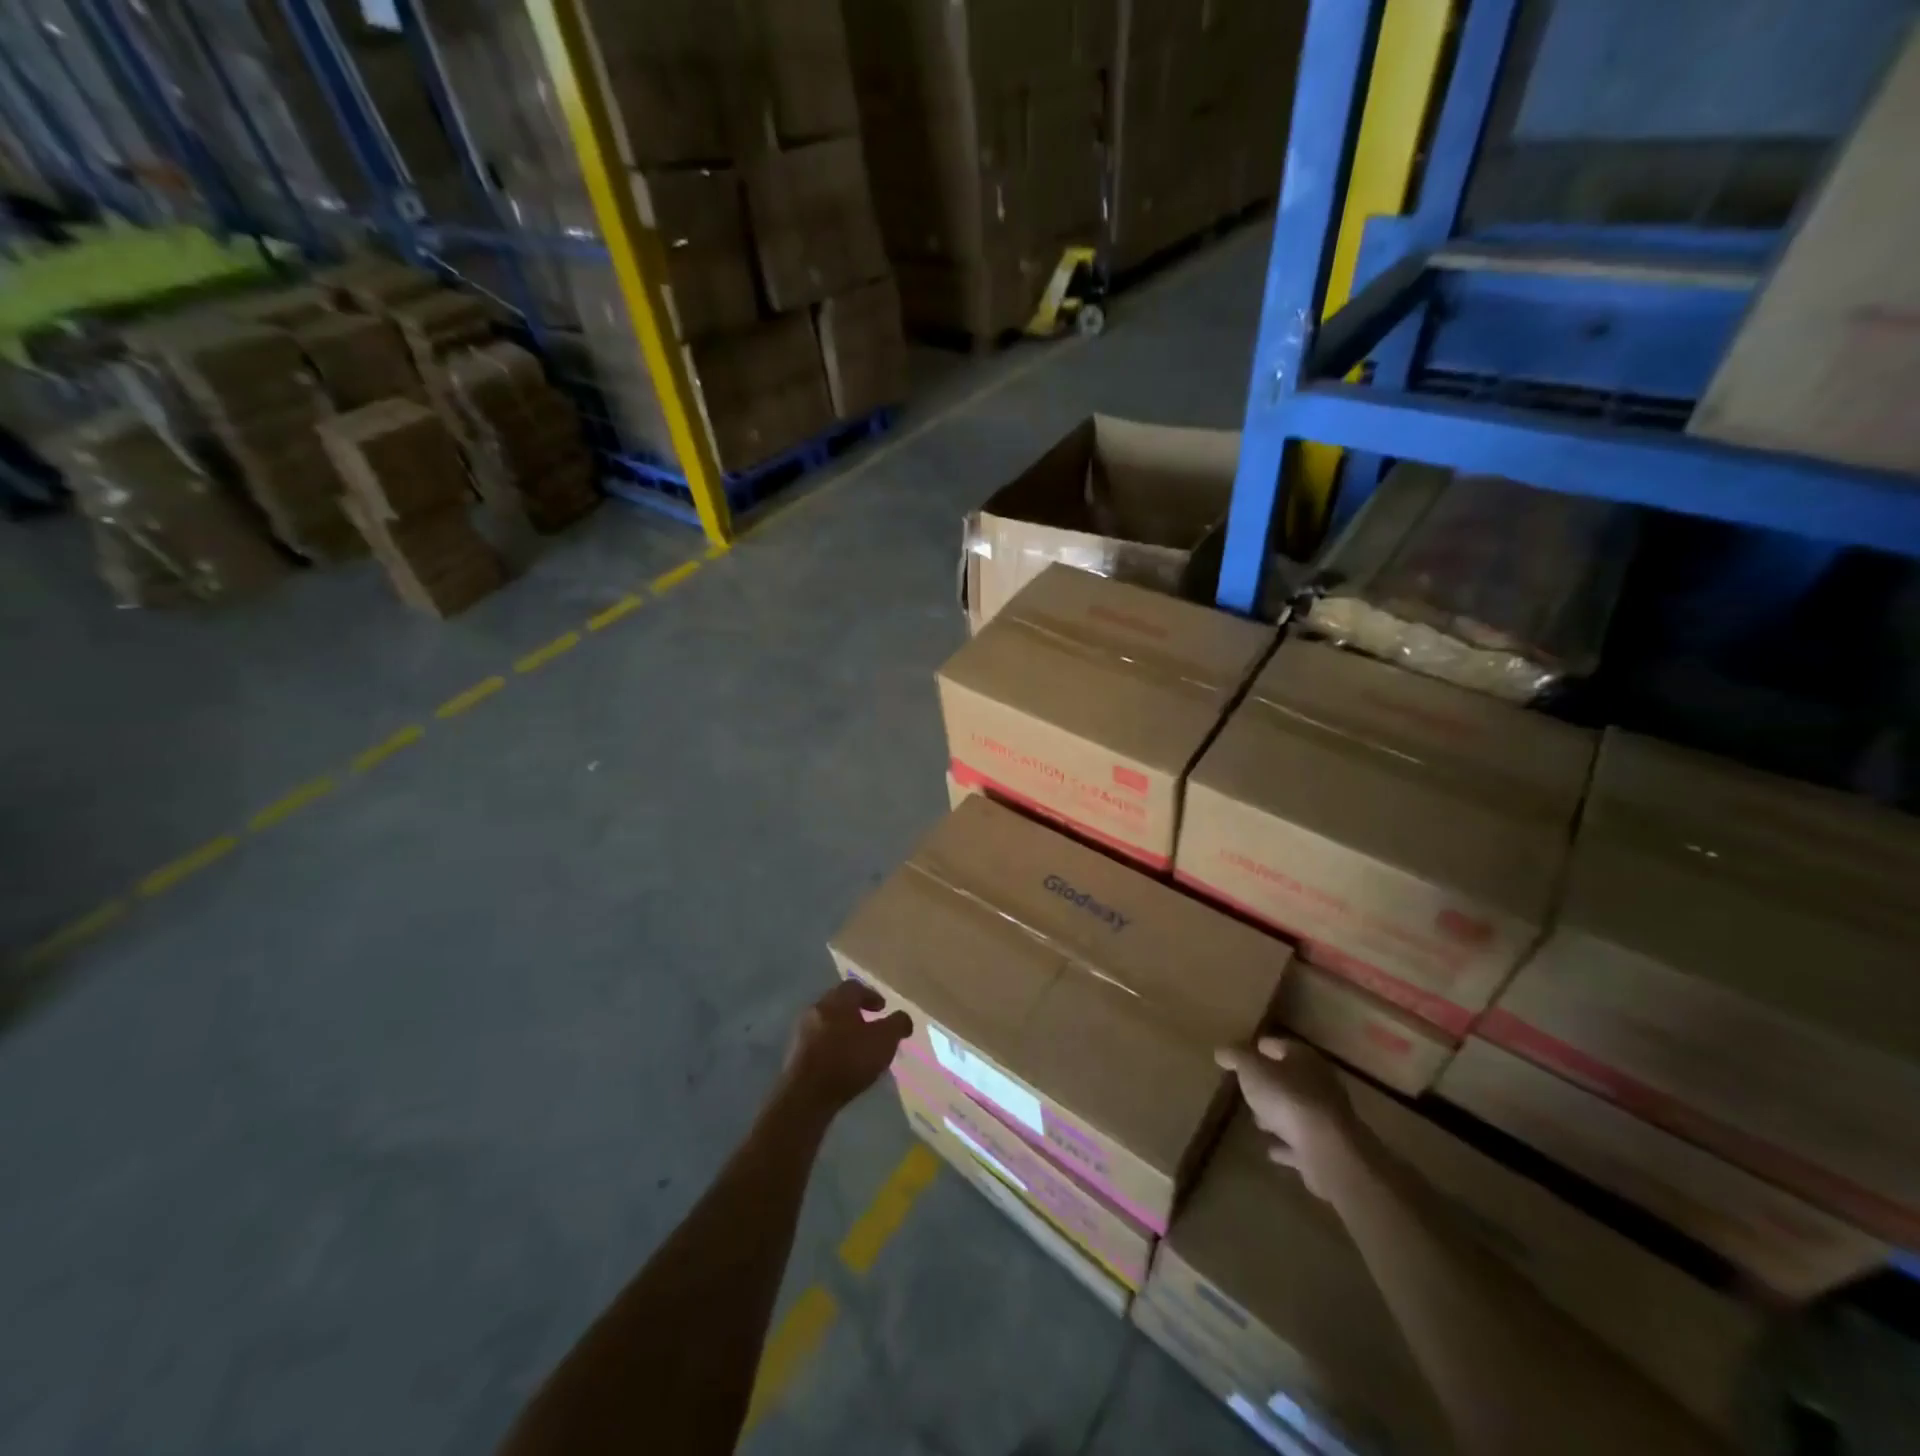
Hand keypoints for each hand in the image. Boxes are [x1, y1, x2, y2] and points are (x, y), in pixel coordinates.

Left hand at [780, 980, 912, 1116]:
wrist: (806, 1095)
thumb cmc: (849, 1060)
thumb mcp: (885, 1040)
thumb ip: (897, 1024)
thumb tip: (903, 1018)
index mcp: (837, 1000)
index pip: (855, 987)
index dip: (871, 995)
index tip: (882, 1008)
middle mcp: (816, 1008)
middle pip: (838, 1003)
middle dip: (855, 1012)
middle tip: (871, 1025)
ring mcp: (801, 1032)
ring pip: (826, 1023)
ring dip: (841, 1031)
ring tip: (857, 1048)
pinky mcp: (794, 1055)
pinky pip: (817, 1043)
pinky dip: (830, 1047)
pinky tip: (841, 1064)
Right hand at [1215, 1038, 1360, 1199]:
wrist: (1328, 1150)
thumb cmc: (1287, 1098)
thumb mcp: (1251, 1068)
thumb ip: (1235, 1057)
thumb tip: (1221, 1050)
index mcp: (1303, 1058)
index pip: (1278, 1045)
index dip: (1258, 1048)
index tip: (1241, 1055)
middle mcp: (1319, 1083)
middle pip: (1289, 1078)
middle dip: (1269, 1083)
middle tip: (1247, 1089)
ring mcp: (1325, 1117)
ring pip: (1295, 1110)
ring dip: (1278, 1114)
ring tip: (1256, 1121)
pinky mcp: (1325, 1147)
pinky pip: (1299, 1142)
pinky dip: (1286, 1145)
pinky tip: (1271, 1150)